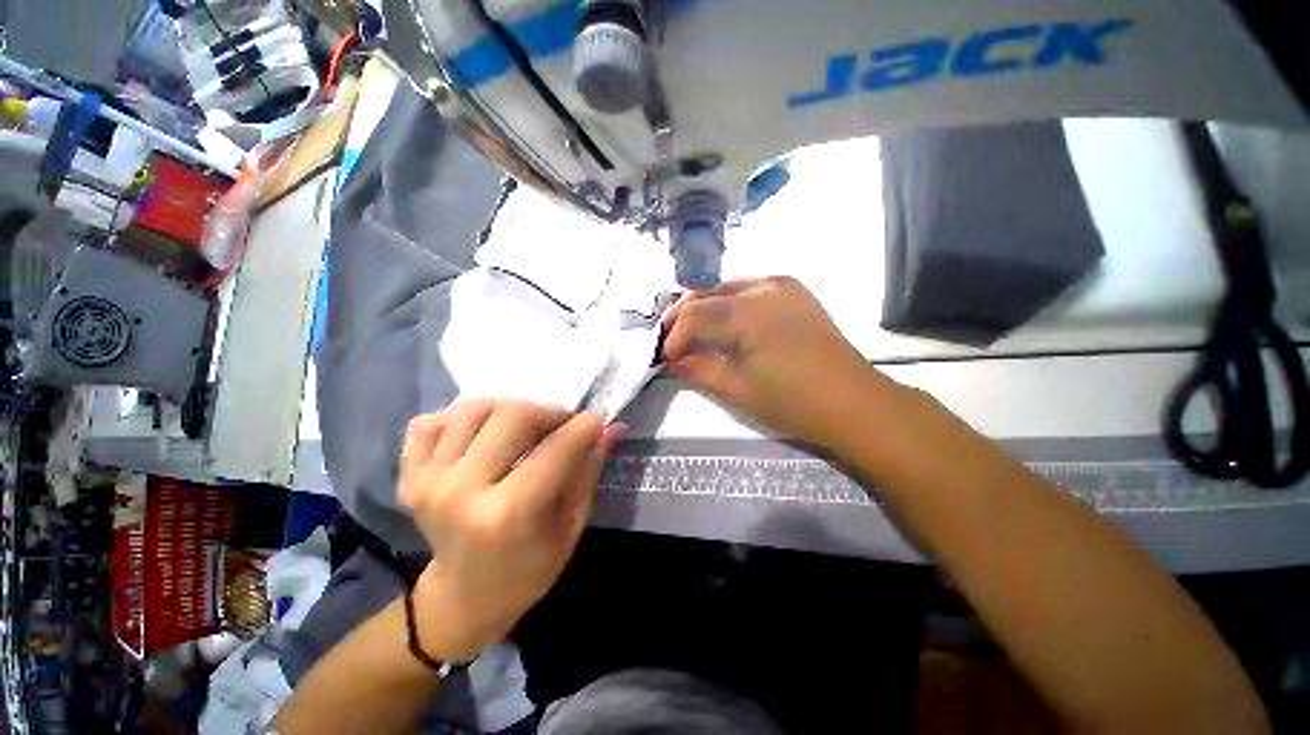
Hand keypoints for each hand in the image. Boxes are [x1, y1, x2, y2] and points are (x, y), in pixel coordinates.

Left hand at [398, 399, 622, 660]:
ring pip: (473, 409)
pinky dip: (457, 419)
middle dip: (547, 411)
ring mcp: (428, 482)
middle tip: (559, 425)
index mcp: (508, 514)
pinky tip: (479, 436)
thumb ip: (589, 470)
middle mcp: (461, 491)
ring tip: (522, 428)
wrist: (463, 600)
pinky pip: (429, 423)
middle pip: (512, 414)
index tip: (596, 419)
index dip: (583, 426)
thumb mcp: (570, 526)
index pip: (555, 448)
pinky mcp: (408, 478)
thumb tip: (612, 427)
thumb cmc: (529, 569)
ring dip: (507, 409)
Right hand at [662, 276, 886, 446]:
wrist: (855, 402)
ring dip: (703, 307)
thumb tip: (670, 360)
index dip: (673, 336)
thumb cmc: (794, 403)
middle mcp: (763, 287)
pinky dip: (728, 303)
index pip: (694, 315)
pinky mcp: (793, 290)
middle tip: (671, 342)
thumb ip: (699, 369)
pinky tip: (724, 323)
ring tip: (692, 333)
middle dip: (682, 317)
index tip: (664, 357)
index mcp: (748, 314)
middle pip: (706, 293)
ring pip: (725, 287)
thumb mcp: (738, 390)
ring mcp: (781, 284)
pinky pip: (748, 288)